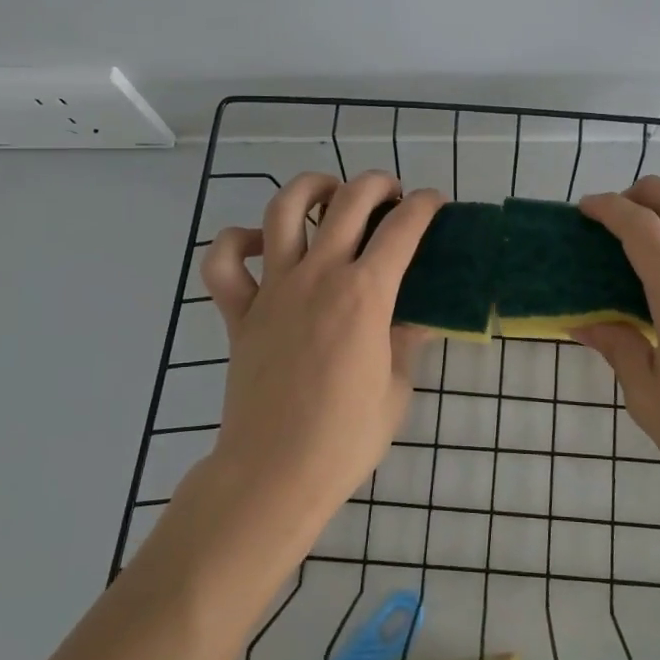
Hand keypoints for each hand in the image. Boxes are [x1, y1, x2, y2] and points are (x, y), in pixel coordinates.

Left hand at [199, 171, 442, 532]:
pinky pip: (224, 262)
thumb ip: (406, 340)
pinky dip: (236, 242)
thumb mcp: (396, 388)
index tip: (434, 203)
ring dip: (311, 189)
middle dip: (377, 185)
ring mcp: (273, 289)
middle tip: (391, 198)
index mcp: (365, 295)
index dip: (425, 206)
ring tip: (329, 196)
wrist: (275, 474)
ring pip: (283, 210)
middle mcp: (319, 276)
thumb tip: (419, 315)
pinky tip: (260, 245)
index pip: (403, 229)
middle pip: (349, 201)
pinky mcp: (239, 311)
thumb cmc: (346, 438)